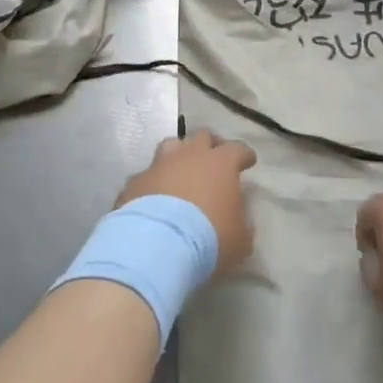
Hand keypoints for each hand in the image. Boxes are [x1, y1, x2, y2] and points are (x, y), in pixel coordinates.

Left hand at [116, 129, 256, 276]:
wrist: (156, 245)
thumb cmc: (208, 239)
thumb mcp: (240, 239)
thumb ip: (241, 222)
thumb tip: (237, 217)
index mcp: (220, 164)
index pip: (237, 149)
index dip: (243, 155)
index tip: (247, 161)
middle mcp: (189, 156)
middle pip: (202, 136)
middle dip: (210, 145)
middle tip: (213, 159)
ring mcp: (158, 165)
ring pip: (171, 146)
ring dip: (179, 156)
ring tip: (181, 171)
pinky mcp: (135, 182)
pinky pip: (147, 176)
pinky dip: (153, 183)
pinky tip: (154, 198)